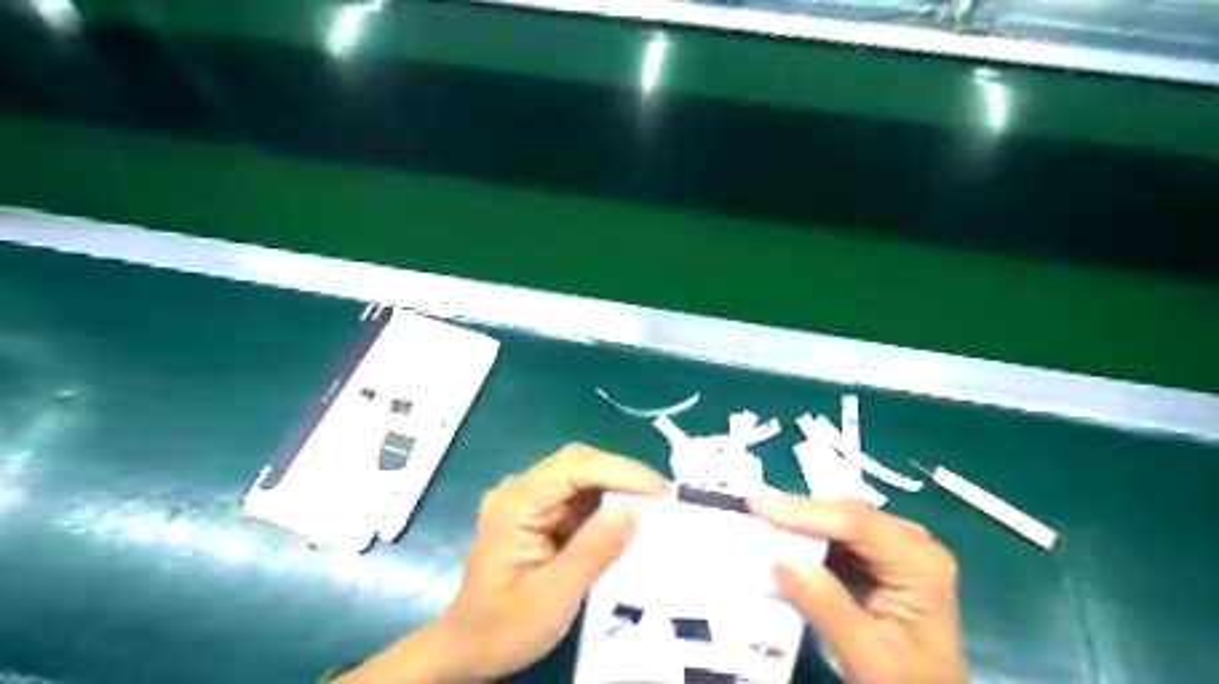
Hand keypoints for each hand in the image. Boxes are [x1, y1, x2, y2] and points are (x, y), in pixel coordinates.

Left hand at [336, 444, 671, 683]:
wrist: (466, 648)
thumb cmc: (501, 629)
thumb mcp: (550, 600)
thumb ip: (591, 553)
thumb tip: (633, 510)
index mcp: (515, 504)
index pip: (573, 467)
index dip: (620, 471)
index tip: (661, 492)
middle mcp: (521, 490)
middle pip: (580, 464)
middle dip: (625, 477)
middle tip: (667, 501)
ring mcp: (530, 500)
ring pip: (584, 477)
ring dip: (621, 490)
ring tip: (658, 510)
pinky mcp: (541, 513)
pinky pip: (581, 498)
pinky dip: (609, 506)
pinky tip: (632, 521)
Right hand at [758, 497, 967, 683]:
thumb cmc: (905, 683)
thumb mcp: (866, 655)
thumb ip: (825, 606)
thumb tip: (778, 558)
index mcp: (920, 562)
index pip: (855, 523)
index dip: (804, 512)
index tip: (757, 509)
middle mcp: (911, 542)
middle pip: (846, 514)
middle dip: (797, 513)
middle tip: (750, 512)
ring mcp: (895, 547)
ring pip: (837, 521)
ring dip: (798, 524)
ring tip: (757, 522)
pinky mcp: (878, 558)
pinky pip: (835, 537)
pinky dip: (805, 539)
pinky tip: (780, 540)